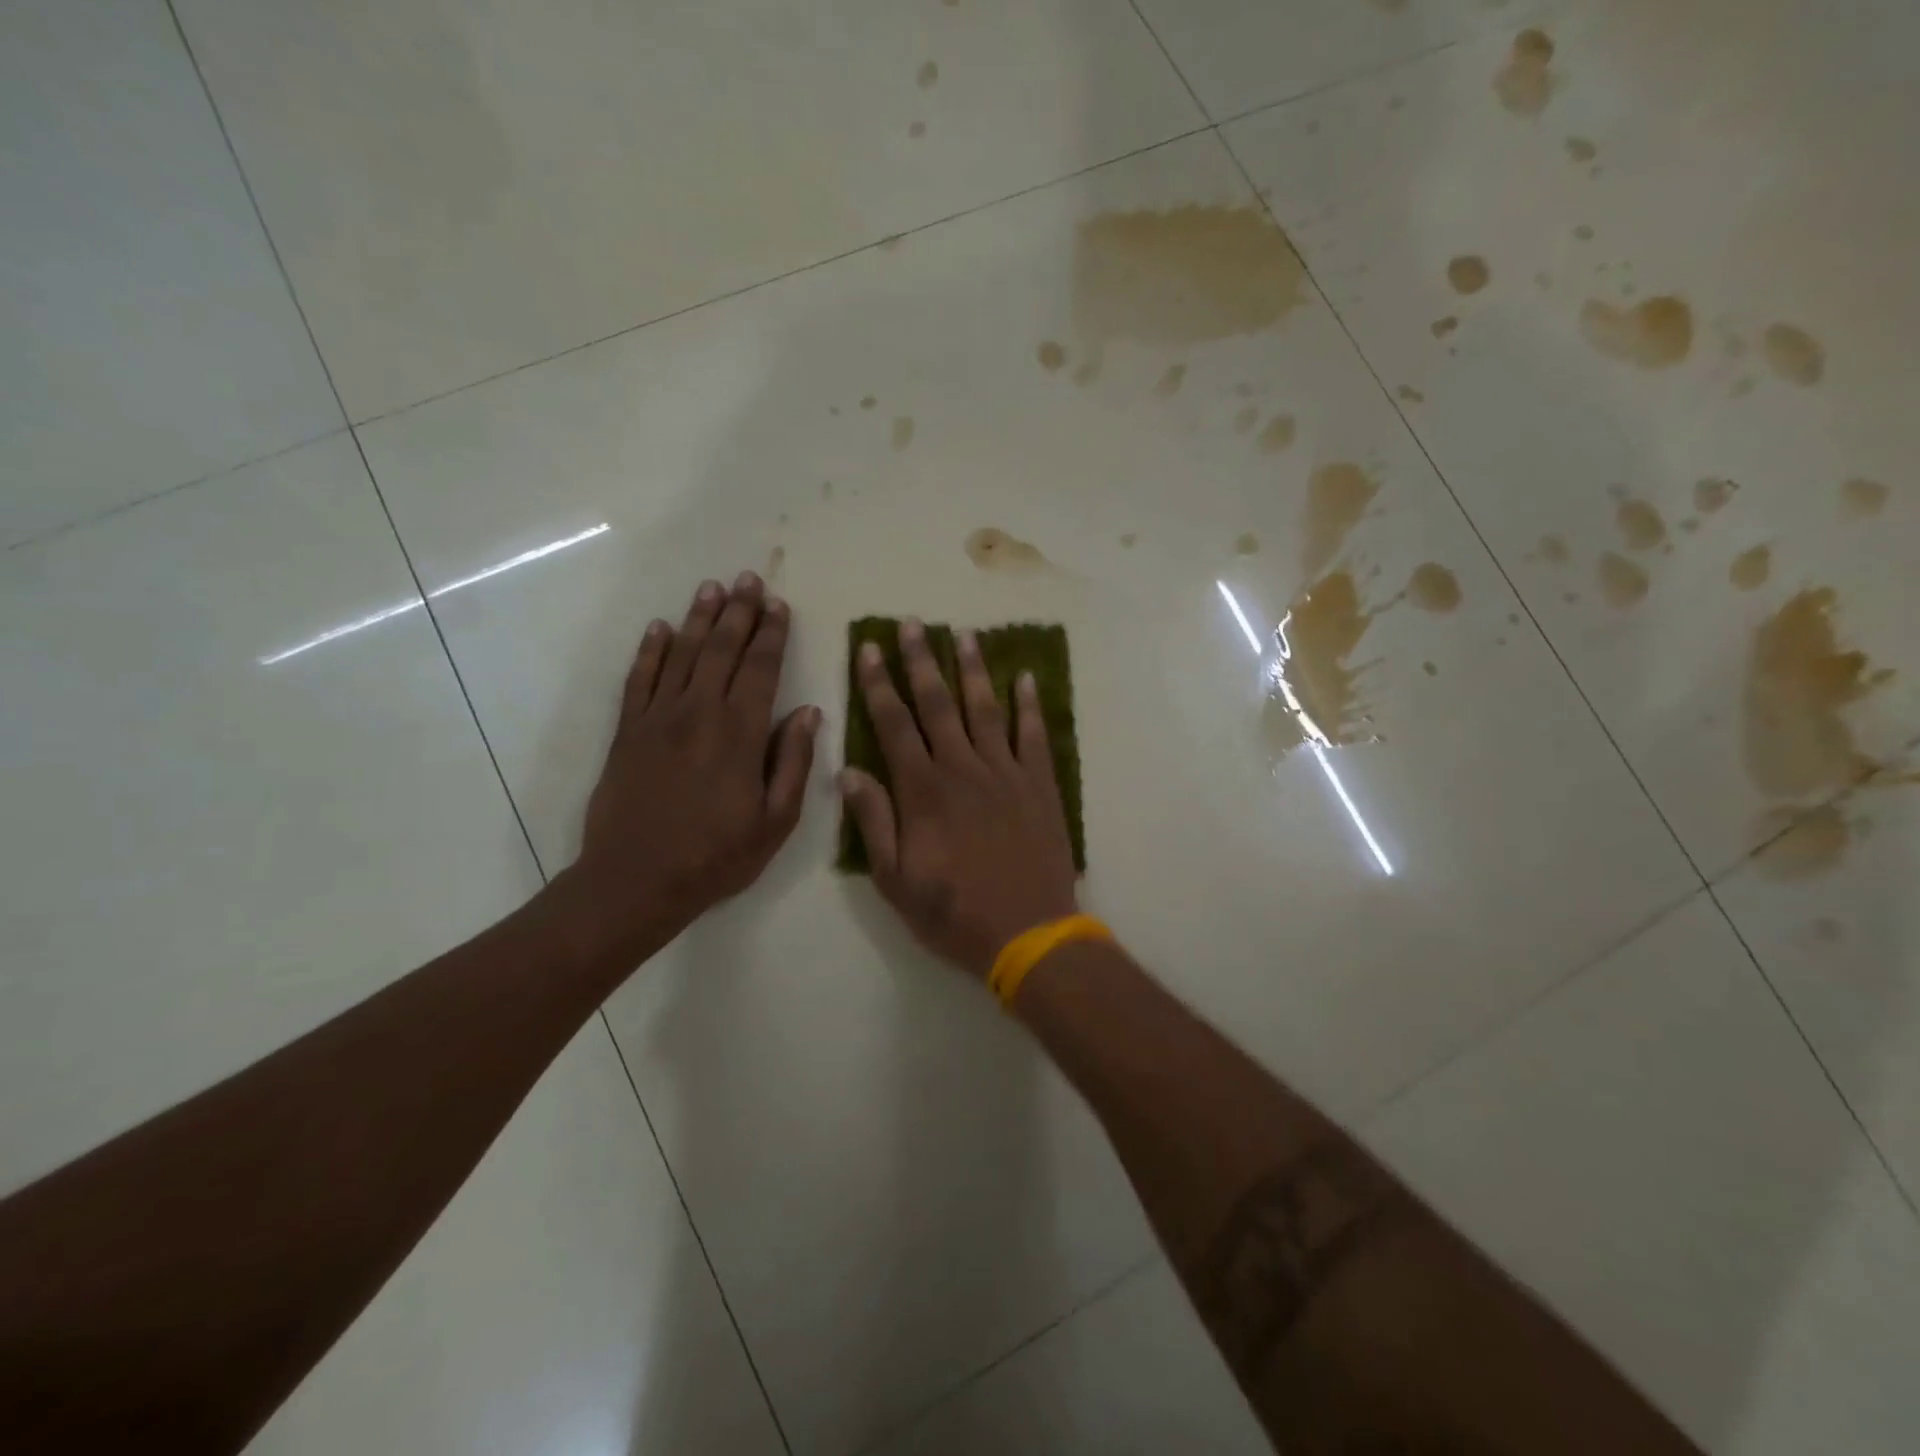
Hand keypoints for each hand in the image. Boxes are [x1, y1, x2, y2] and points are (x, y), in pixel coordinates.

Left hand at [562, 571, 819, 965]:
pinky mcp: (628, 731)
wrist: (635, 880)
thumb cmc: (716, 856)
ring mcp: (658, 718)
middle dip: (739, 612)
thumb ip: (792, 762)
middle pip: (722, 650)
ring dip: (698, 618)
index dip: (772, 634)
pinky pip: (639, 679)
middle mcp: (699, 713)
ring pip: (682, 654)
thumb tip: (808, 713)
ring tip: (712, 588)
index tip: (779, 605)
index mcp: (740, 733)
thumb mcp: (776, 821)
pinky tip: (659, 628)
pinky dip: (650, 650)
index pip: (761, 669)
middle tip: (749, 579)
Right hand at [839, 618, 1078, 977]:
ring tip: (963, 634)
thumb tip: (848, 771)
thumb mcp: (896, 880)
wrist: (1029, 933)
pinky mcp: (1040, 785)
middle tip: (912, 624)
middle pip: (938, 704)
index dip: (879, 684)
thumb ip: (874, 822)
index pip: (894, 724)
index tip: (870, 648)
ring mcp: (1006, 773)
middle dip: (921, 661)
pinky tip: (1025, 678)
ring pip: (985, 709)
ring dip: (972, 670)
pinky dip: (1030, 705)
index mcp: (923, 791)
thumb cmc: (954, 912)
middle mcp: (963, 769)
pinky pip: (1035, 735)